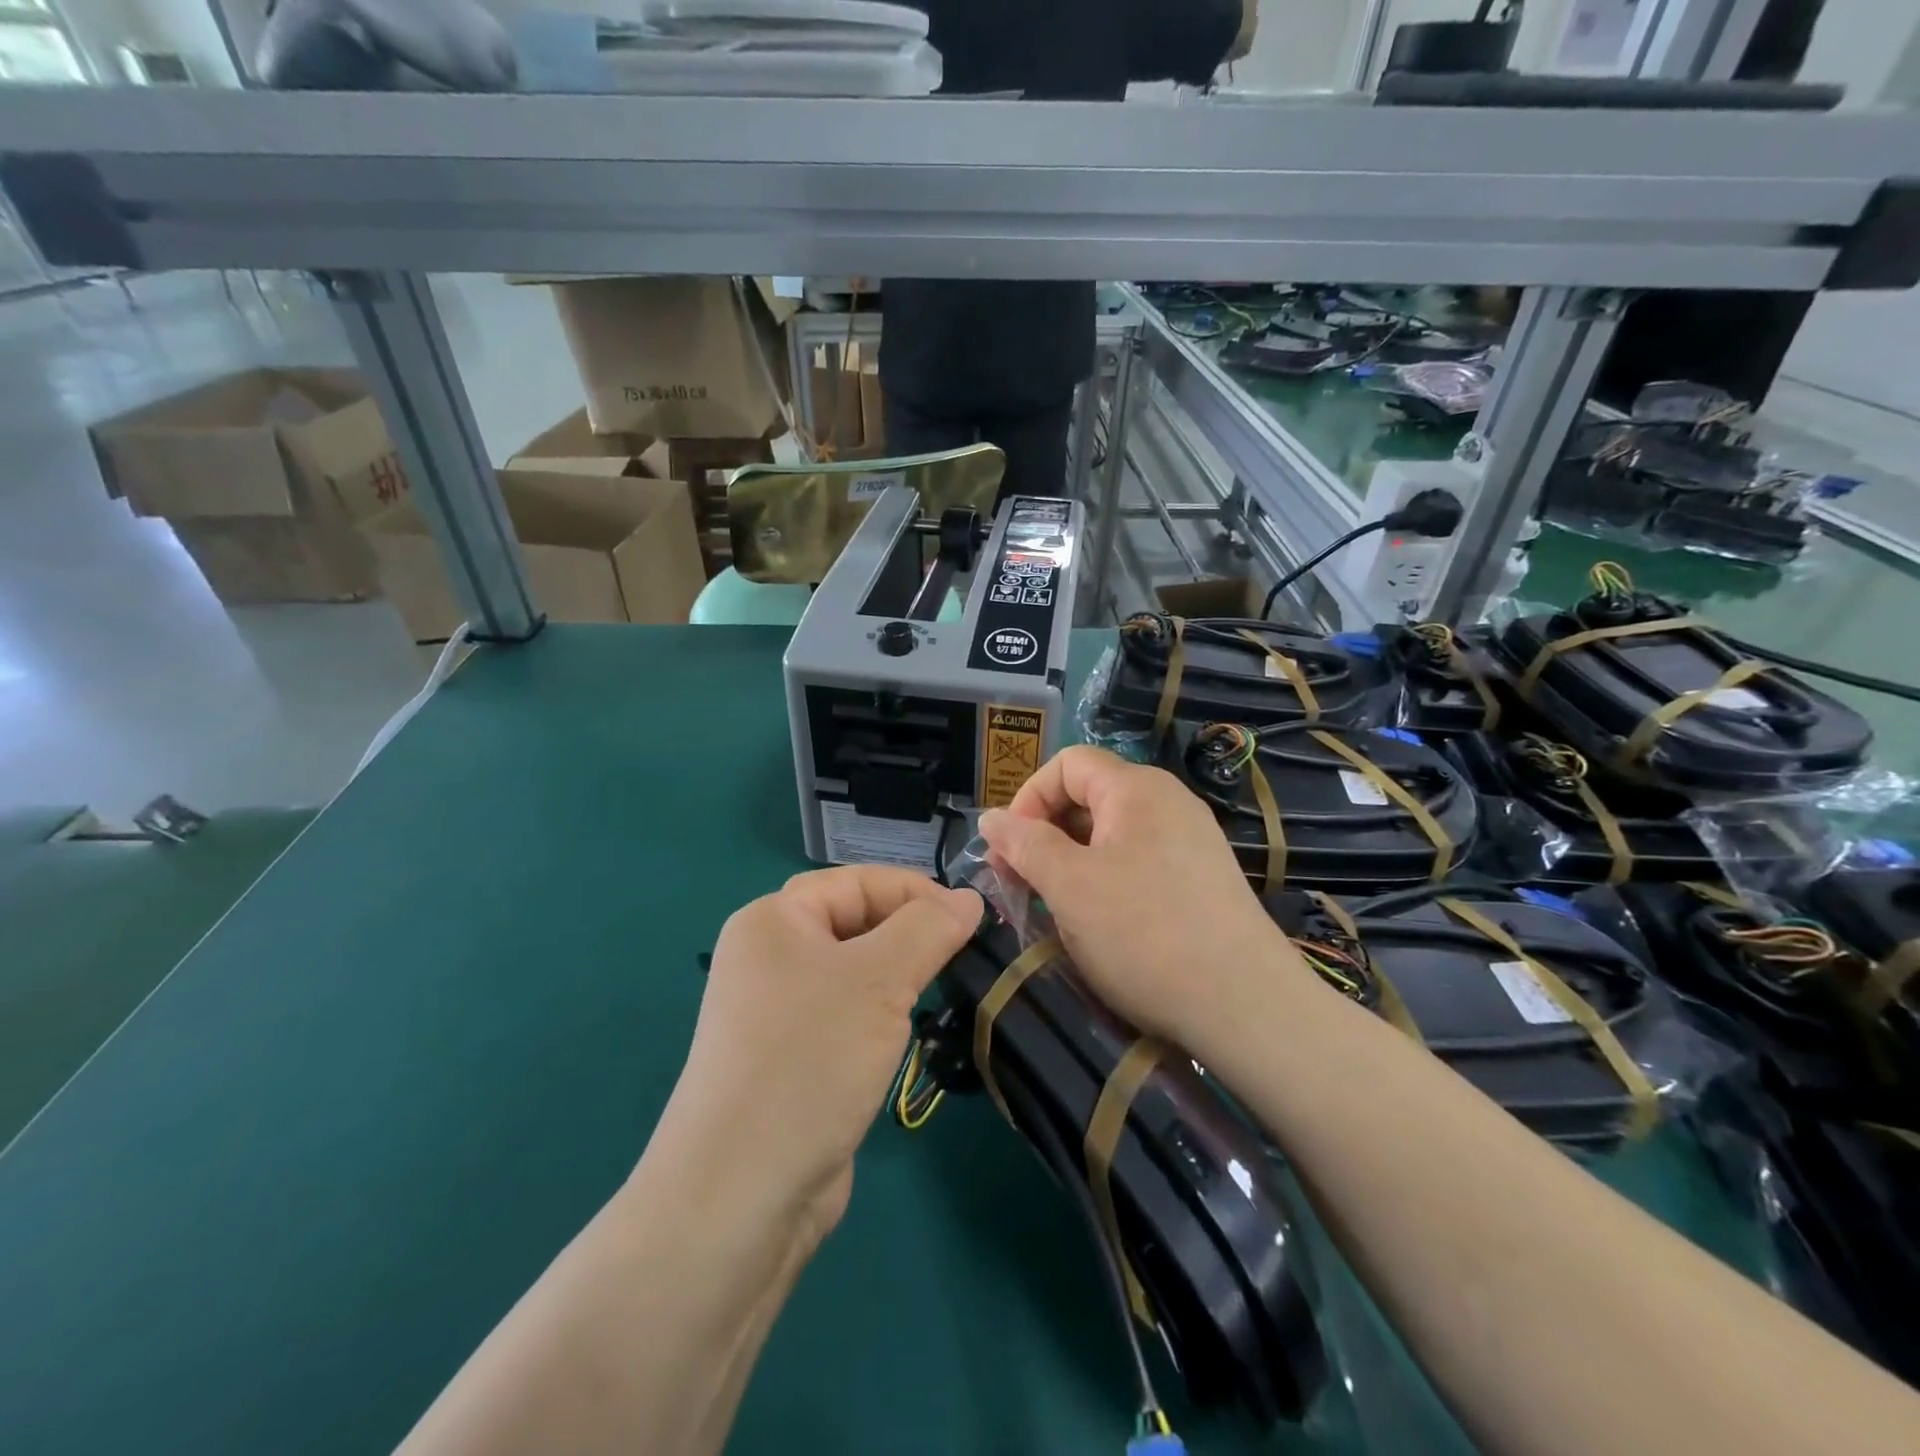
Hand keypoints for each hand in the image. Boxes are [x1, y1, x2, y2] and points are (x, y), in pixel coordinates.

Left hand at [651, 867, 981, 1240]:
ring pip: (853, 971)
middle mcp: (768, 957)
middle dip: (908, 932)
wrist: (741, 1192)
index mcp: (772, 921)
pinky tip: (904, 1033)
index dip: (915, 891)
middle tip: (962, 953)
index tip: (970, 917)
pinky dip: (880, 1014)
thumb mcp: (880, 980)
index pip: (856, 882)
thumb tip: (968, 898)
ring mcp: (775, 1011)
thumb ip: (928, 929)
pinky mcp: (790, 1057)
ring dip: (897, 975)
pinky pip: (845, 1013)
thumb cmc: (810, 1058)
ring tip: (939, 988)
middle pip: (853, 922)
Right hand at [978, 746, 1299, 1049]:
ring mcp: (1190, 841)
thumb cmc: (1144, 933)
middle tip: (1020, 884)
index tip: (1009, 849)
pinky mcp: (1202, 878)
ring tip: (1054, 908)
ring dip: (1072, 862)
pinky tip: (1099, 923)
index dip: (1028, 797)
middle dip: (1045, 834)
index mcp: (1136, 788)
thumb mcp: (1069, 886)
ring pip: (1112, 835)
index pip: (1067, 764)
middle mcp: (1168, 802)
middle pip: (1089, 797)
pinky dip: (1106, 880)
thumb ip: (1025, 845)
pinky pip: (1139, 861)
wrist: (1246, 1005)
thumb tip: (991, 818)